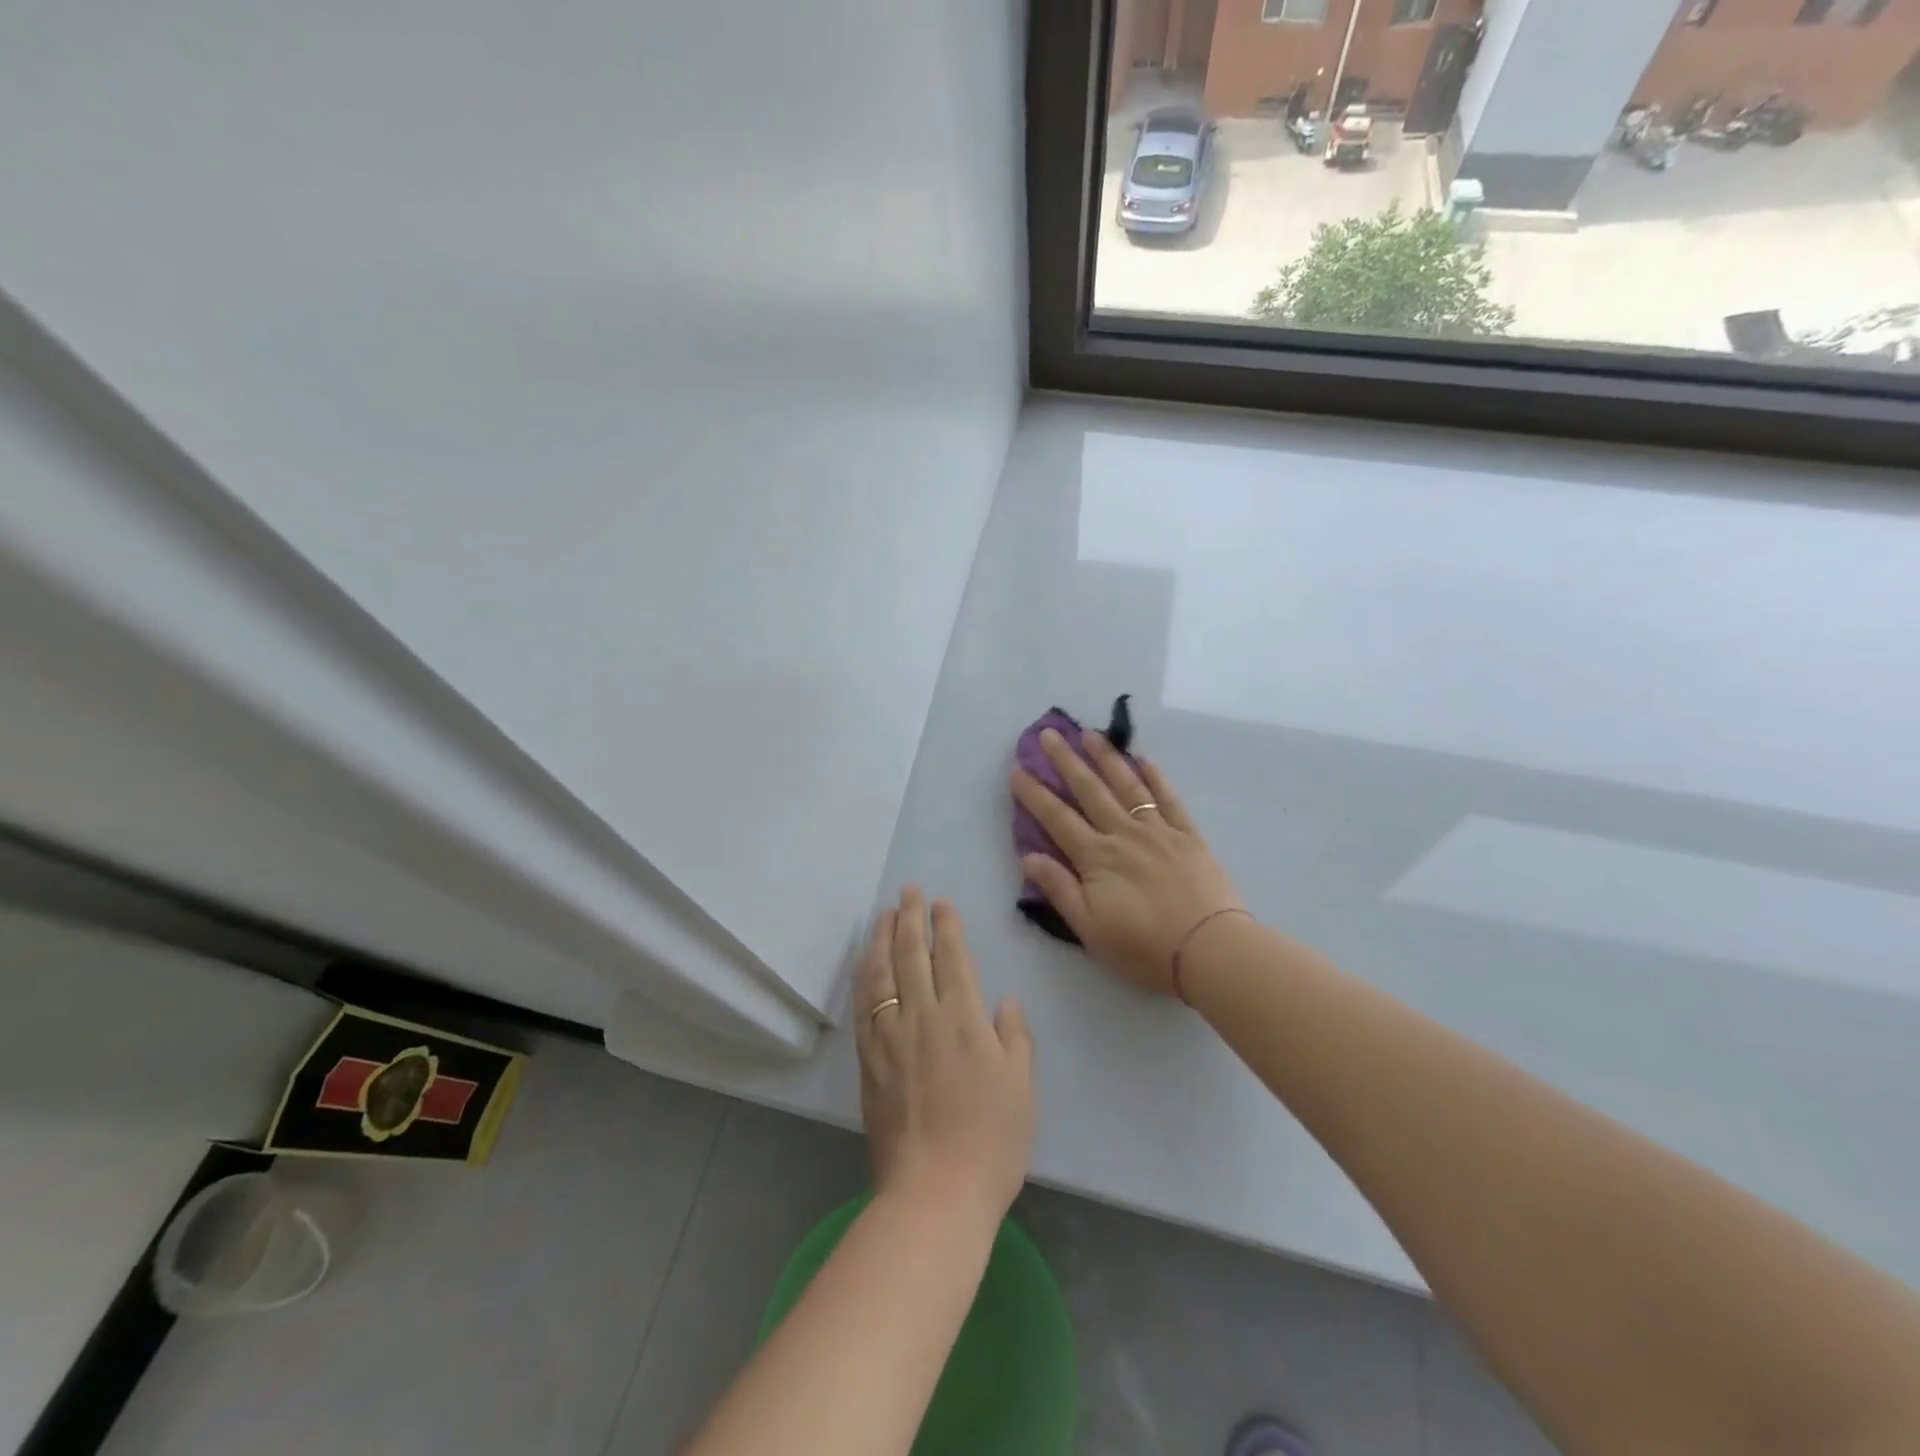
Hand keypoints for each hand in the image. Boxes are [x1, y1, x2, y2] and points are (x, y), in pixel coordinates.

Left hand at [855, 887, 1035, 1228]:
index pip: (952, 958)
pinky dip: (862, 977)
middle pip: (912, 955)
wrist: (933, 1193)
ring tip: (882, 914)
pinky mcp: (868, 1061)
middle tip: (907, 891)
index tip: (940, 903)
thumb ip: (1014, 1037)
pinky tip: (862, 964)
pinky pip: (862, 1006)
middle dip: (910, 918)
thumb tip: (1003, 1000)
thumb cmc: (990, 1141)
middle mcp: (922, 1017)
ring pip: (881, 973)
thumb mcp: (1021, 1087)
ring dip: (881, 938)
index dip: (946, 926)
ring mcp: (890, 1037)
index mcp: (963, 1019)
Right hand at [1011, 728, 1244, 996]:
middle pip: (1090, 790)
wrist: (1209, 950)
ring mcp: (1158, 830)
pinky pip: (1168, 798)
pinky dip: (1155, 777)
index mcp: (1097, 857)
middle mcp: (1123, 833)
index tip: (1017, 769)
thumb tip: (1028, 857)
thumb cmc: (1143, 946)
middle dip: (1066, 761)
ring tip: (1089, 733)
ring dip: (1106, 757)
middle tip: (1048, 733)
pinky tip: (1143, 759)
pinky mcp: (1188, 835)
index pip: (1057, 818)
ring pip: (1127, 785)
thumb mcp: (1090, 927)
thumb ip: (1059, 889)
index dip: (1035, 794)